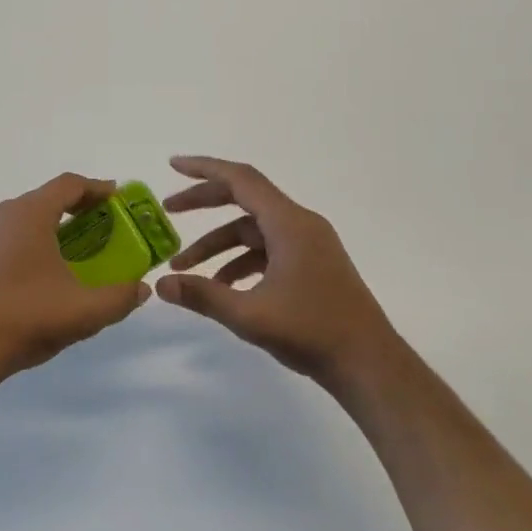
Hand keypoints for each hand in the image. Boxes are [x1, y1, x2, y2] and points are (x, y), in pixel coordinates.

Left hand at [0, 173, 149, 390]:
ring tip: (79, 251)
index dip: (97, 188)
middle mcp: (1, 214)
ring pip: (26, 219)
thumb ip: (120, 297)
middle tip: (104, 227)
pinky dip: (33, 242)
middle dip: (78, 209)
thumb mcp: (84, 311)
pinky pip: (9, 237)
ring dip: (54, 228)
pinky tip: (45, 273)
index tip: (118, 198)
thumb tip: (141, 288)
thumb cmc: (25, 318)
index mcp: (28, 214)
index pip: (68, 185)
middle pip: (46, 199)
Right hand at [156, 156, 407, 395]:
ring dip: (218, 244)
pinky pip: (267, 250)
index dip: (204, 169)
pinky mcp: (312, 266)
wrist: (369, 364)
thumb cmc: (312, 332)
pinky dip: (240, 260)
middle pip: (244, 200)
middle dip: (204, 204)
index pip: (241, 179)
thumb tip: (161, 283)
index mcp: (289, 224)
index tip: (173, 166)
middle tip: (168, 212)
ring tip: (184, 268)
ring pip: (253, 231)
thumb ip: (202, 295)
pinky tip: (221, 287)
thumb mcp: (249, 315)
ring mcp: (309, 245)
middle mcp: (300, 225)